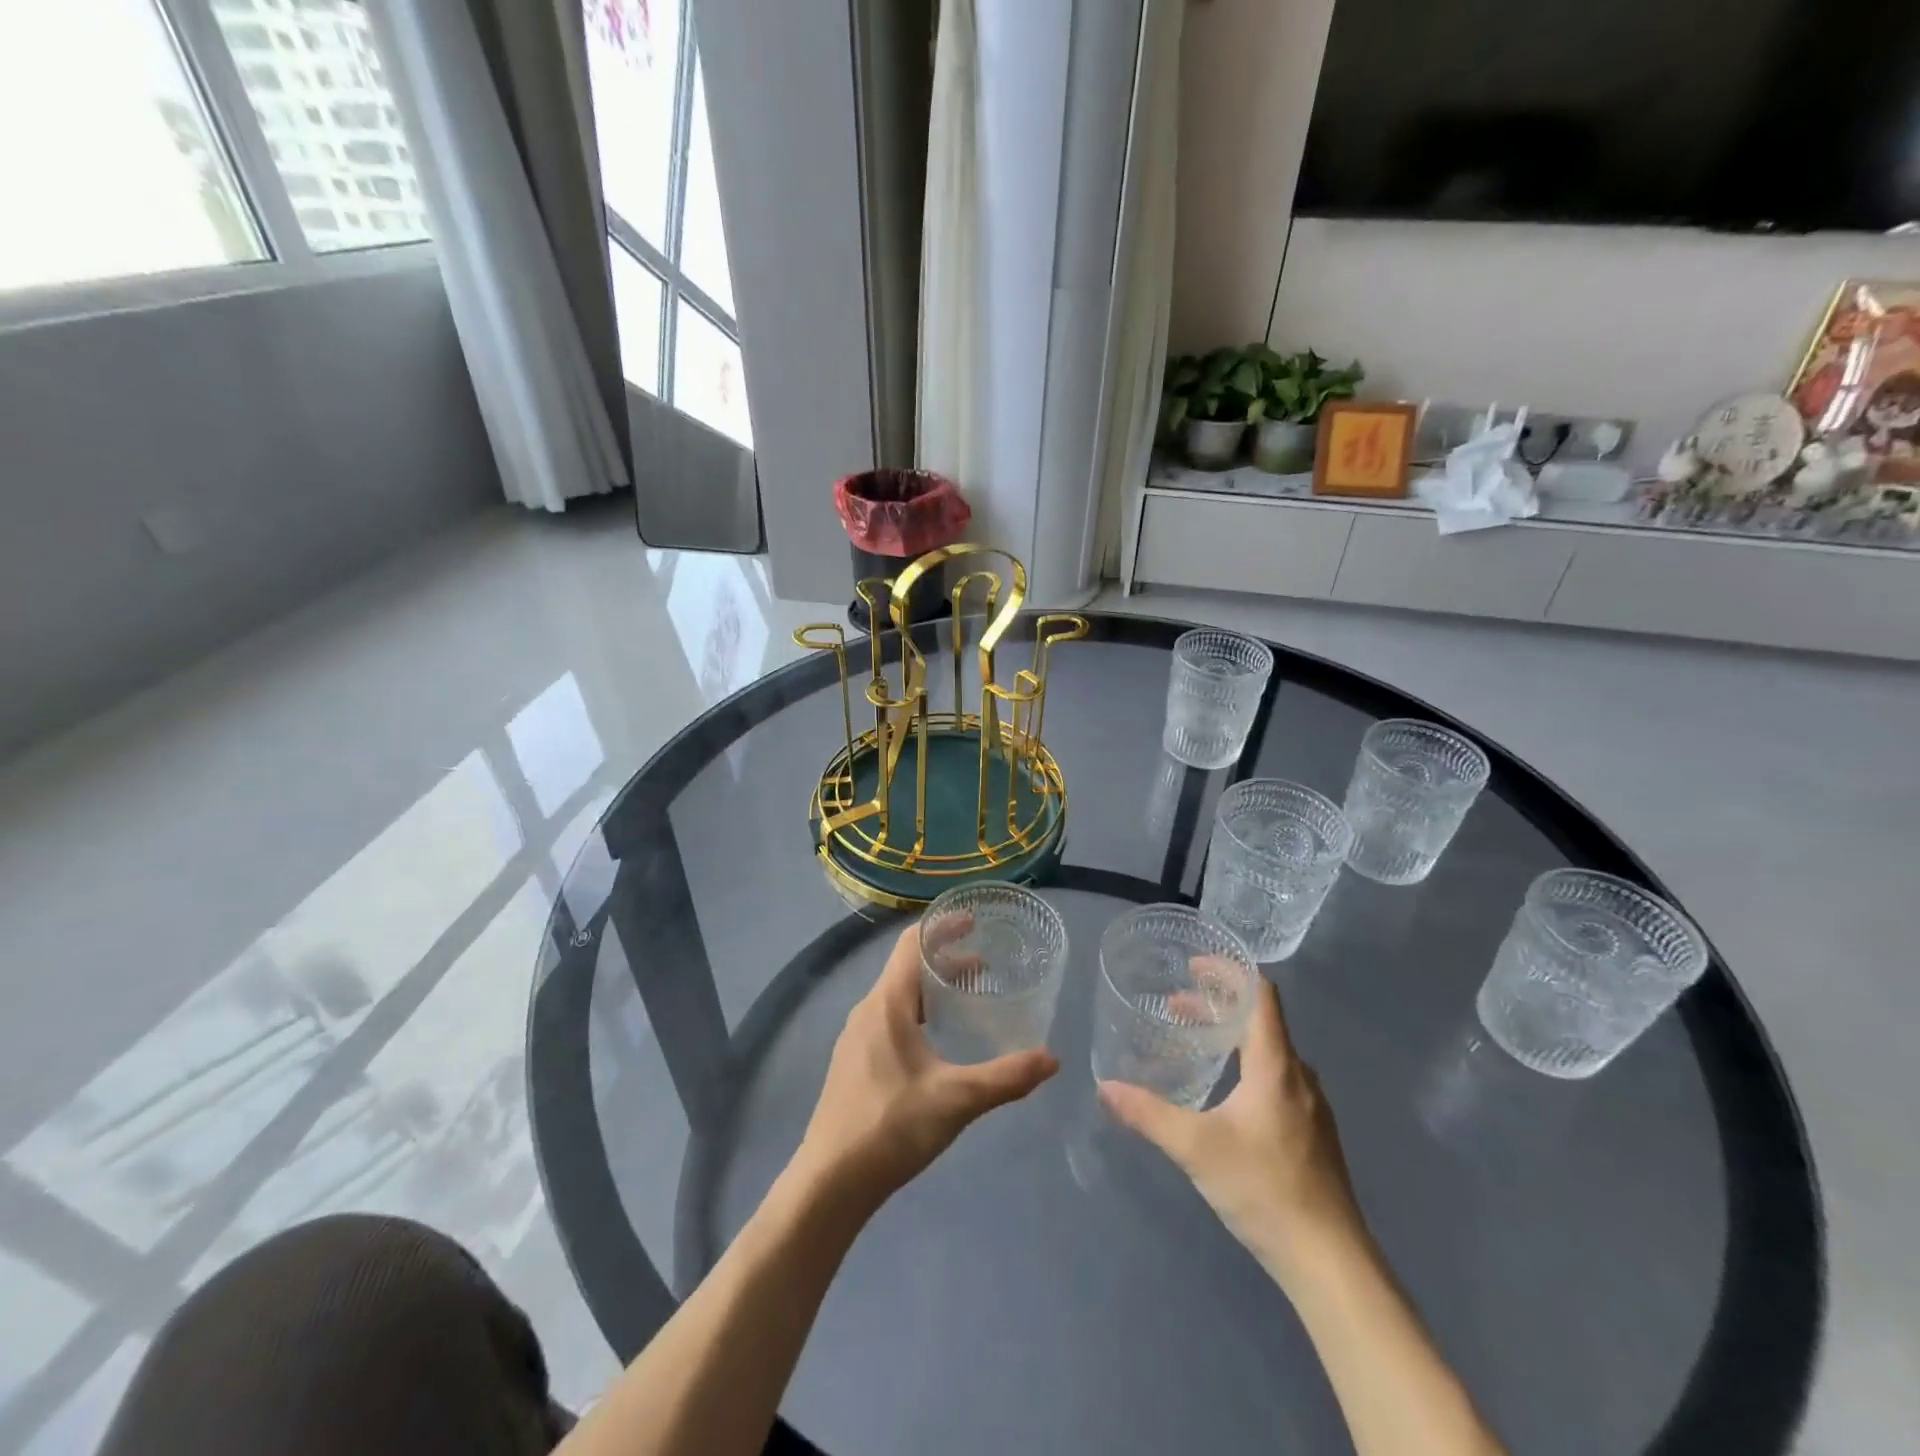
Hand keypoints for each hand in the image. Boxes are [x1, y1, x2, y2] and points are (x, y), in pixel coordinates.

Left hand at [793, 922, 1057, 1217]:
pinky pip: (890, 1018)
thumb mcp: (956, 1100)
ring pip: (899, 995)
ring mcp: (857, 1037)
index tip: (974, 921)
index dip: (942, 926)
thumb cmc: (891, 1127)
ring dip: (932, 988)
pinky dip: (918, 1011)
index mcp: (887, 1003)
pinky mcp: (854, 1062)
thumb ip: (1006, 1077)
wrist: (830, 1182)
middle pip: (907, 967)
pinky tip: (937, 1041)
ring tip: (968, 998)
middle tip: (986, 965)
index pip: (912, 943)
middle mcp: (868, 1010)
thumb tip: (1052, 1059)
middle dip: (946, 959)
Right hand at [1098, 975, 1362, 1291]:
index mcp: (1276, 1066)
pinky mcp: (1313, 1135)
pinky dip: (1245, 1065)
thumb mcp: (1196, 1147)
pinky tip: (1223, 1094)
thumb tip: (1104, 1087)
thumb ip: (1148, 1113)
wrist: (1331, 1264)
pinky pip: (1277, 1078)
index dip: (1230, 971)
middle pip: (1261, 1020)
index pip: (1261, 995)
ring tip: (1193, 1043)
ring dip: (1231, 1036)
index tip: (1194, 965)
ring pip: (1269, 1052)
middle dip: (1218, 1005)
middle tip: (1176, 1005)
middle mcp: (1299, 1077)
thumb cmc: (1265, 1190)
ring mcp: (1311, 1107)